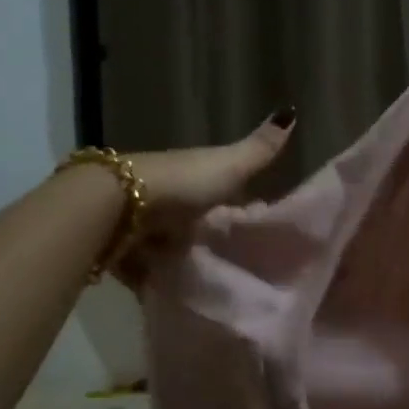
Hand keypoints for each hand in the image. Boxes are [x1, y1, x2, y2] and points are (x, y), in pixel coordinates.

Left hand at [116, 106, 295, 283]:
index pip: (222, 188)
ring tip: (212, 288)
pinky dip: (157, 282)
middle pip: (194, 219)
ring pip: (169, 244)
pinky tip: (176, 299)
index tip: (261, 221)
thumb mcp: (229, 166)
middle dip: (210, 235)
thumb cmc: (181, 184)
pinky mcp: (124, 254)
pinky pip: (146, 271)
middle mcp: (168, 197)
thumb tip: (290, 109)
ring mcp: (144, 226)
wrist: (118, 207)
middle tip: (240, 265)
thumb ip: (259, 149)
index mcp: (194, 176)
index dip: (240, 200)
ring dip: (183, 260)